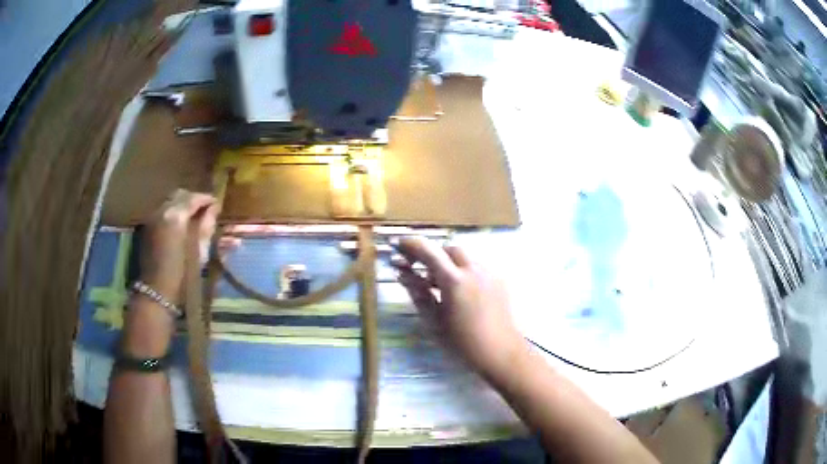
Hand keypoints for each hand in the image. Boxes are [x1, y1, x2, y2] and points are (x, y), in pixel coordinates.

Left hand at [140, 189, 218, 302]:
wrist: (156, 291)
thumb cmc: (182, 274)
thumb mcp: (199, 251)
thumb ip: (207, 226)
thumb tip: (214, 209)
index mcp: (176, 216)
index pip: (194, 198)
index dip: (207, 199)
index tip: (217, 205)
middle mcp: (162, 211)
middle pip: (180, 195)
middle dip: (194, 200)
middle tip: (206, 209)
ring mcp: (153, 218)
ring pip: (171, 202)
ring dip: (183, 206)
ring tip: (194, 217)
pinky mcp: (148, 227)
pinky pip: (163, 211)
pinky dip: (174, 213)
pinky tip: (181, 224)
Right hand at [394, 237, 526, 380]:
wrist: (500, 353)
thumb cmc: (462, 342)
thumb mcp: (434, 320)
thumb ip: (418, 293)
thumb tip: (402, 273)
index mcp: (454, 280)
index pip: (428, 251)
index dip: (411, 245)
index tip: (398, 244)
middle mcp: (474, 270)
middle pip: (449, 249)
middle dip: (433, 255)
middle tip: (420, 271)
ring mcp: (490, 273)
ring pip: (465, 257)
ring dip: (449, 263)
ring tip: (440, 284)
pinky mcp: (500, 280)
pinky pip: (478, 267)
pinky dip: (464, 270)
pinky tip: (461, 291)